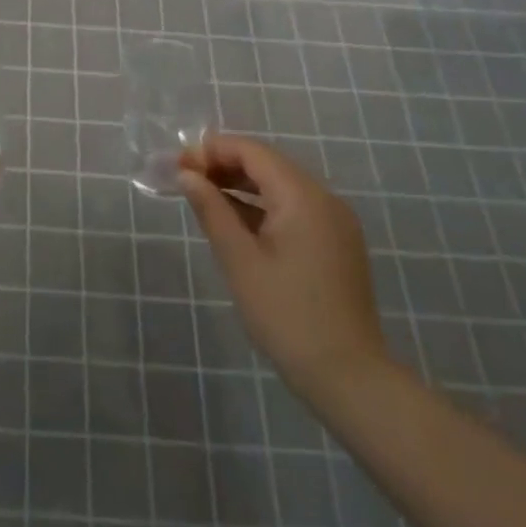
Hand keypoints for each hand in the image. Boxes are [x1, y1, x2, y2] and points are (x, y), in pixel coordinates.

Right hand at [178, 134, 387, 399]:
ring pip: (280, 186)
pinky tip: (234, 220)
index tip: (177, 165)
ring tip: (201, 196)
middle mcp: (324, 199)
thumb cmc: (286, 314)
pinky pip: (293, 209)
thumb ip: (212, 210)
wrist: (347, 376)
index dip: (212, 150)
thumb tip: (187, 175)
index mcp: (303, 196)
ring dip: (241, 185)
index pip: (253, 152)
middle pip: (268, 165)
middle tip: (184, 179)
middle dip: (224, 165)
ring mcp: (334, 222)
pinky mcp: (335, 243)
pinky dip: (261, 207)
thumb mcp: (239, 259)